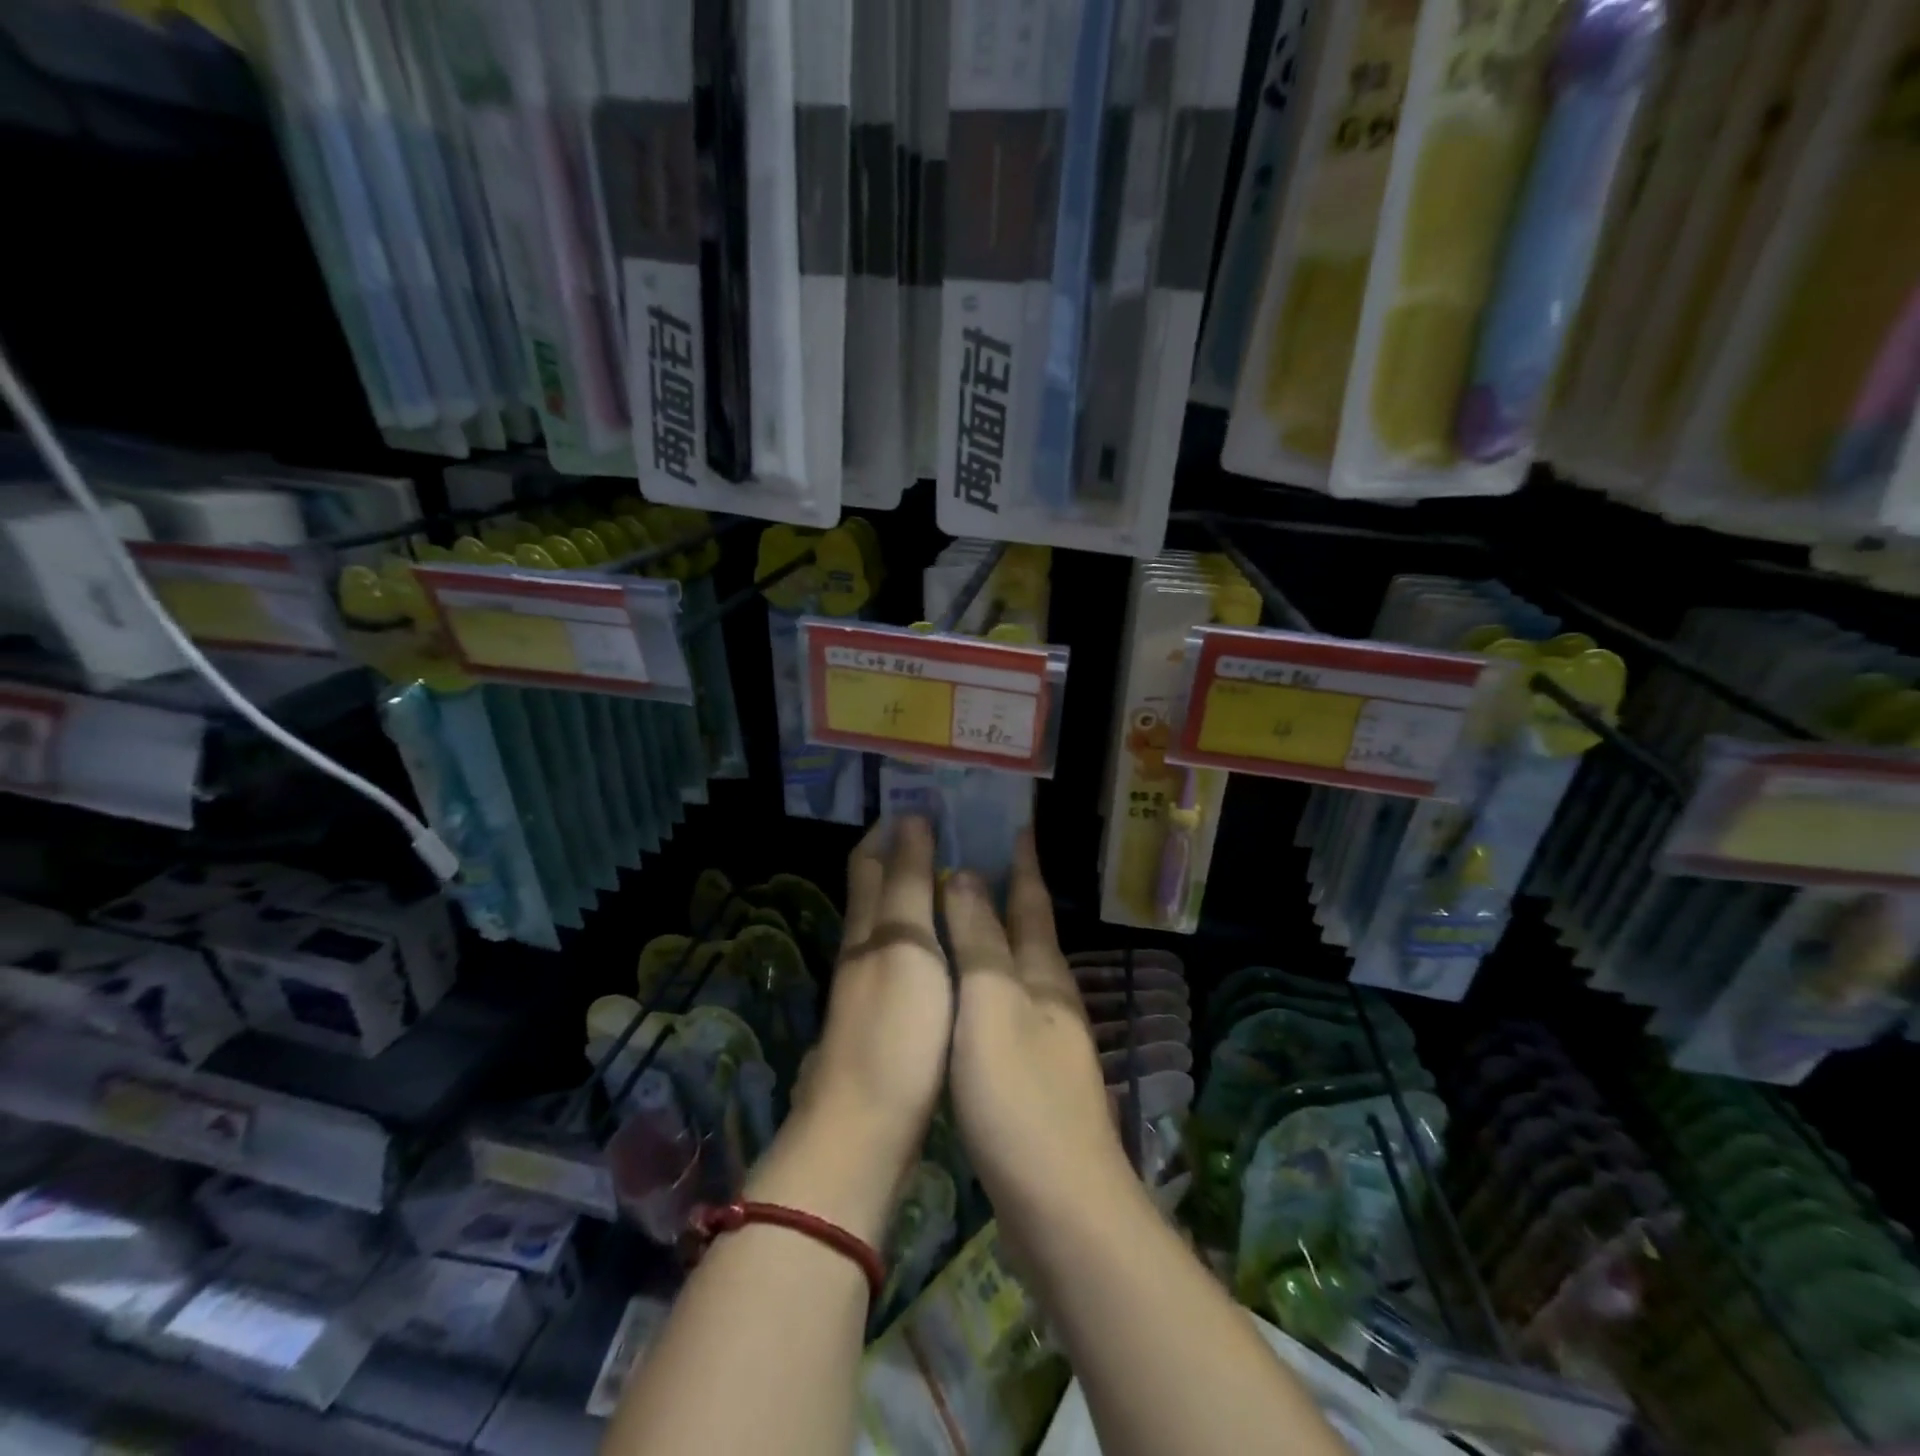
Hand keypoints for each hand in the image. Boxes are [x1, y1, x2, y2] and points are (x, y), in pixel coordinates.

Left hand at [799, 816, 951, 1184]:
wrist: (867, 1129)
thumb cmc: (894, 1028)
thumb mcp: (906, 945)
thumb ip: (908, 884)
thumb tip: (910, 819)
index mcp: (868, 926)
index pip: (871, 861)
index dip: (889, 829)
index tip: (920, 801)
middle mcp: (864, 949)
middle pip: (878, 889)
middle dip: (903, 855)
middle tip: (948, 831)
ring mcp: (873, 987)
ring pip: (892, 923)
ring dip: (917, 893)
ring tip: (957, 877)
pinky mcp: (889, 1019)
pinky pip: (906, 957)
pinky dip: (925, 934)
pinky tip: (949, 942)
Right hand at [942, 832, 1132, 1221]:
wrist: (1061, 1204)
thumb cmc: (1019, 1094)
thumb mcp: (991, 1005)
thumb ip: (978, 940)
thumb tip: (964, 875)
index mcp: (1042, 973)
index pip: (1031, 899)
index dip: (1022, 860)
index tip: (1016, 821)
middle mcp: (1049, 996)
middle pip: (1028, 930)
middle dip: (1008, 890)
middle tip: (973, 856)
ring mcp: (1045, 1038)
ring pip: (1016, 968)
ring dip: (993, 934)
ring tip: (962, 912)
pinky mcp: (1031, 1075)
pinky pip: (1004, 1006)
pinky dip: (984, 981)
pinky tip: (964, 992)